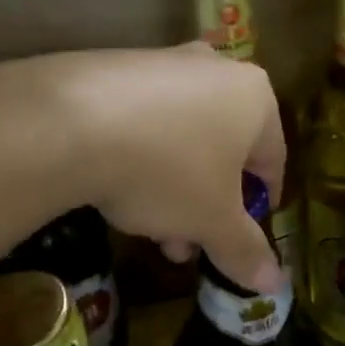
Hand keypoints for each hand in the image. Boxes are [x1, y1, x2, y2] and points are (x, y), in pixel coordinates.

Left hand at [31, 44, 285, 292]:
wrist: (70, 122)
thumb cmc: (167, 170)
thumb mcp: (212, 221)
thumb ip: (245, 249)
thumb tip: (273, 283)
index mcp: (254, 97)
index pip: (273, 158)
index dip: (260, 203)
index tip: (245, 236)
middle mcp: (215, 69)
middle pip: (223, 149)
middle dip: (207, 204)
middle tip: (188, 244)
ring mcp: (163, 62)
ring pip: (182, 137)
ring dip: (174, 188)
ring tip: (148, 229)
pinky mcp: (115, 66)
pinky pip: (143, 119)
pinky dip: (140, 155)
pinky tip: (116, 188)